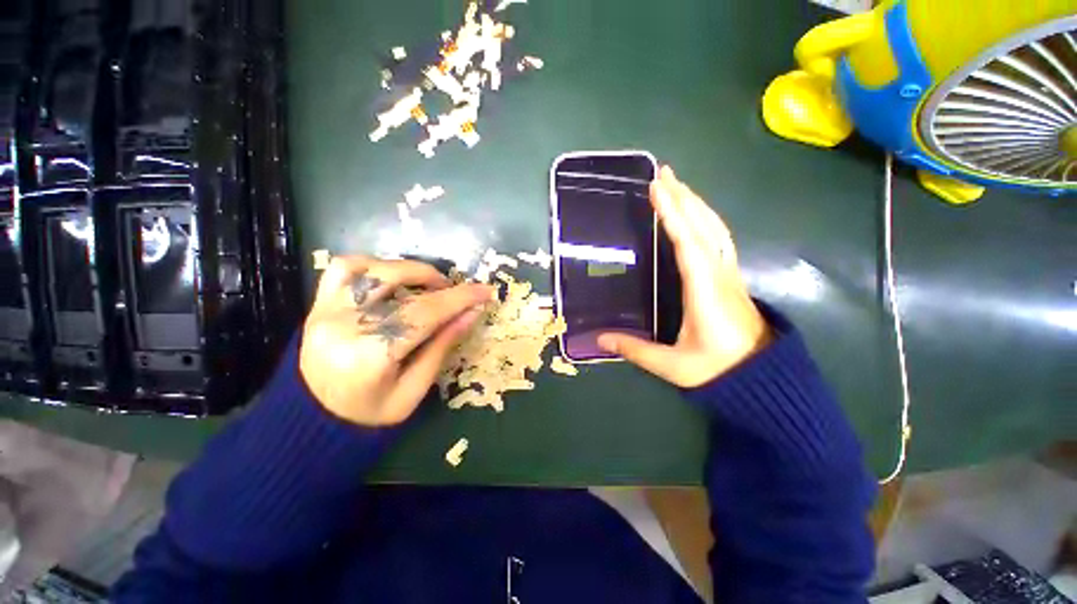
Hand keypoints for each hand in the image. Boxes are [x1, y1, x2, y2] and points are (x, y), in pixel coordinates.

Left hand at [299, 256, 493, 425]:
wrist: (313, 422)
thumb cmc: (370, 415)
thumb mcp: (415, 390)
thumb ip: (442, 346)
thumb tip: (472, 313)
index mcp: (371, 355)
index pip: (425, 313)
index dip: (460, 298)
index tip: (486, 291)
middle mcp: (344, 325)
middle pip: (400, 285)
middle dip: (439, 283)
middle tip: (455, 293)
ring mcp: (325, 310)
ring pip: (372, 267)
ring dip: (409, 269)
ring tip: (428, 284)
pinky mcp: (319, 304)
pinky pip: (344, 268)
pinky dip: (375, 265)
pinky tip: (393, 278)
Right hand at [598, 166, 771, 387]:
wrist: (762, 379)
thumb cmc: (717, 370)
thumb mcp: (672, 365)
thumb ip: (635, 350)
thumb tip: (599, 338)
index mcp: (705, 291)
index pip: (688, 243)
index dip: (673, 215)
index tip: (657, 188)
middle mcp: (720, 275)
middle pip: (704, 227)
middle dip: (684, 197)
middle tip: (664, 173)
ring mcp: (730, 274)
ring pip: (716, 229)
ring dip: (696, 204)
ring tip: (678, 186)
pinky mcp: (731, 278)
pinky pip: (719, 239)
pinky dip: (706, 220)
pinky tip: (696, 216)